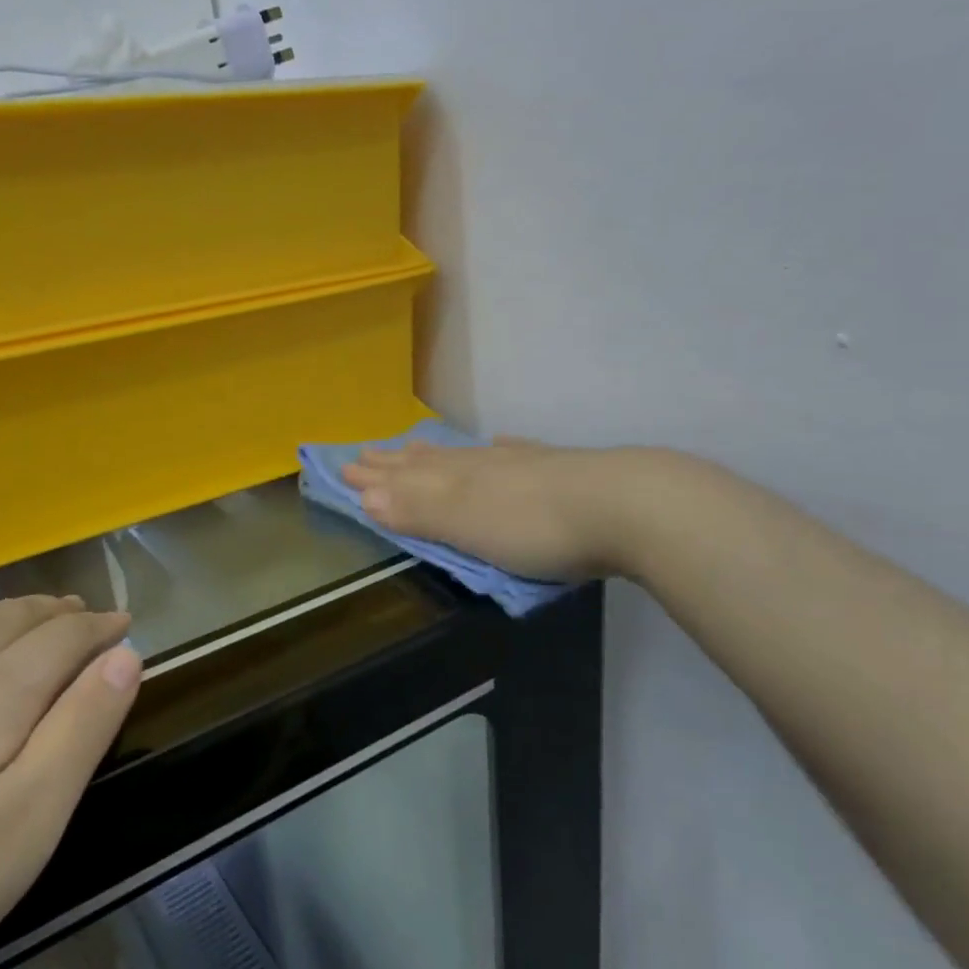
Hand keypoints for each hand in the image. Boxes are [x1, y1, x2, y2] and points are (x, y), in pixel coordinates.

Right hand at [342, 438, 616, 580]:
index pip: (403, 476)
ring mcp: (520, 464)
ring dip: (436, 454)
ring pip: (466, 455)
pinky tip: (498, 443)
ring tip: (415, 445)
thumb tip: (365, 495)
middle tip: (366, 452)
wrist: (624, 507)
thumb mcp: (465, 523)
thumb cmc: (534, 526)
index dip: (374, 476)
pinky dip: (498, 449)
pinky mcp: (557, 470)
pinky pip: (514, 452)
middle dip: (395, 462)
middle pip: (428, 461)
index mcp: (456, 479)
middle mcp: (481, 465)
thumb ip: (417, 510)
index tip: (344, 467)